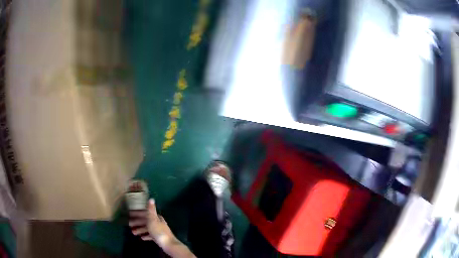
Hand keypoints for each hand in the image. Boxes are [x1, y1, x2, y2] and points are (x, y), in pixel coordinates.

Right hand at [129, 199, 174, 247]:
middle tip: (129, 224)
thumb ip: (151, 210)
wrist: (168, 244)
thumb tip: (151, 199)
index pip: (145, 213)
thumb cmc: (158, 231)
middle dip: (137, 222)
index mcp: (156, 218)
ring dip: (140, 229)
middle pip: (146, 221)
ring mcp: (159, 231)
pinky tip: (142, 238)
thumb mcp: (153, 219)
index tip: (129, 214)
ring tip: (133, 232)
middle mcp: (158, 223)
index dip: (137, 213)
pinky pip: (151, 236)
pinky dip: (146, 236)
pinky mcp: (159, 238)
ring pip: (147, 228)